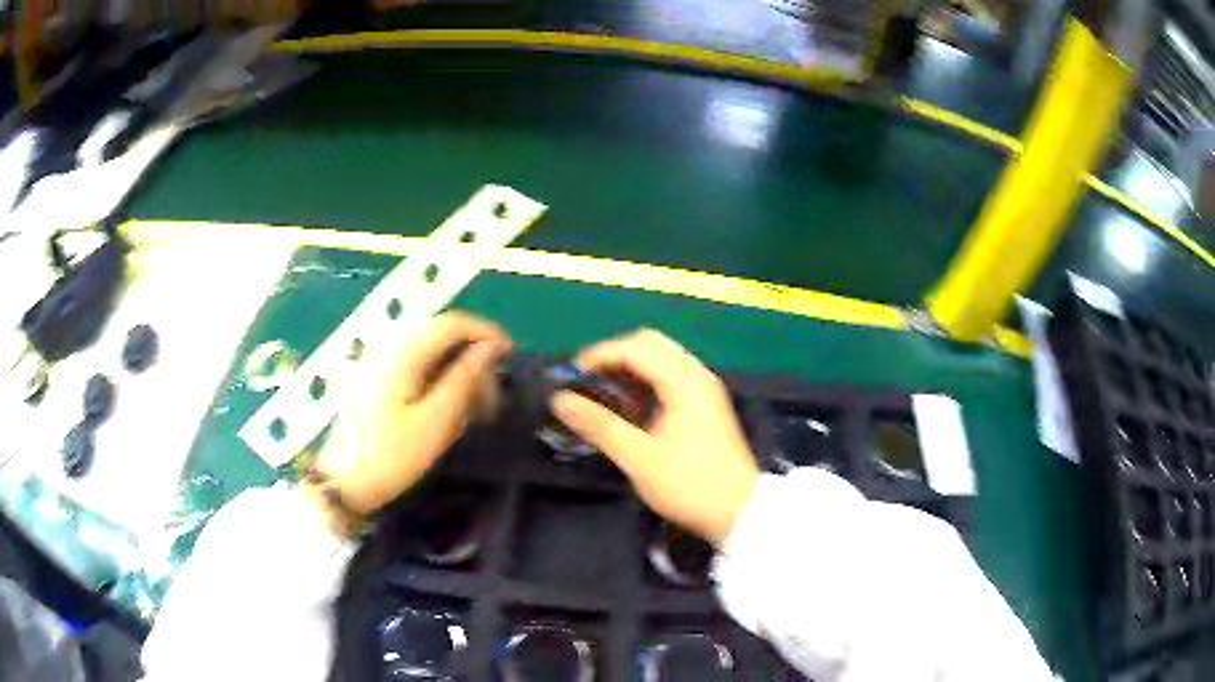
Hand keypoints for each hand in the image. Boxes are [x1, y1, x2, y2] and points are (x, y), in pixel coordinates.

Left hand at [312, 313, 510, 517]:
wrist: (342, 483)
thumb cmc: (390, 457)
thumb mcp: (434, 422)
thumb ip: (463, 378)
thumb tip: (491, 347)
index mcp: (402, 351)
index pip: (452, 322)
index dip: (486, 332)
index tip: (511, 355)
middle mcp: (387, 345)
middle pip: (439, 332)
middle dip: (471, 352)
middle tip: (492, 390)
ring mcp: (375, 360)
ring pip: (426, 348)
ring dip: (454, 366)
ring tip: (472, 404)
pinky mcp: (371, 376)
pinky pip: (412, 362)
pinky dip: (435, 375)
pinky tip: (443, 404)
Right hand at [552, 329, 758, 544]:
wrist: (739, 511)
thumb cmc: (690, 485)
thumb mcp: (639, 458)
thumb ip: (599, 425)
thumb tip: (561, 400)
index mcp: (684, 381)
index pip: (634, 347)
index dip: (597, 356)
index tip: (570, 378)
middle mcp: (696, 374)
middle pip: (648, 344)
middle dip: (613, 358)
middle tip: (586, 383)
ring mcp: (703, 388)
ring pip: (659, 360)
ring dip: (628, 370)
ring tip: (601, 397)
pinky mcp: (704, 404)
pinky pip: (669, 377)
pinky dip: (644, 384)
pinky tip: (628, 409)